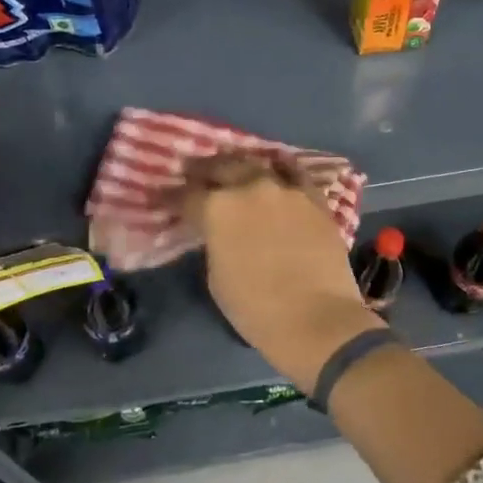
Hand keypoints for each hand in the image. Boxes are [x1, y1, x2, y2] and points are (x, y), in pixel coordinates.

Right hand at [186, 154, 382, 389]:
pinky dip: (281, 171)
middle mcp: (249, 187)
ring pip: (257, 164)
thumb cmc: (256, 308)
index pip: (186, 194)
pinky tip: (276, 172)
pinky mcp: (314, 197)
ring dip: (241, 167)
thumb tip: (218, 232)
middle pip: (221, 167)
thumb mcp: (216, 277)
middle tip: (196, 174)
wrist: (316, 318)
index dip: (172, 196)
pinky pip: (294, 173)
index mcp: (217, 209)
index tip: (165, 196)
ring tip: (236, 172)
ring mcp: (284, 188)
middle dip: (204, 170)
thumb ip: (214, 243)